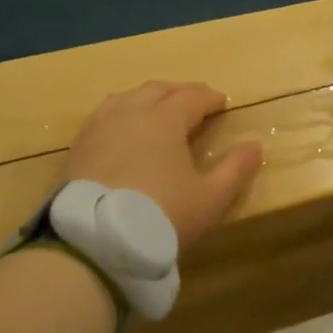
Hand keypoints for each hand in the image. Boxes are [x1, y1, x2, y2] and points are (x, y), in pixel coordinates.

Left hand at [62, 82, 262, 250]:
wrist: (93, 242)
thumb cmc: (160, 215)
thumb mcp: (210, 199)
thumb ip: (235, 170)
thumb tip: (255, 145)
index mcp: (165, 119)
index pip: (192, 96)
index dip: (209, 98)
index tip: (222, 102)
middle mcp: (131, 112)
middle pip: (158, 89)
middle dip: (180, 92)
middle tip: (194, 101)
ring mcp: (99, 127)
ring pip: (127, 98)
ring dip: (147, 98)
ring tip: (157, 109)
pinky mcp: (77, 147)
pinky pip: (102, 115)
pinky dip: (120, 113)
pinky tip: (120, 129)